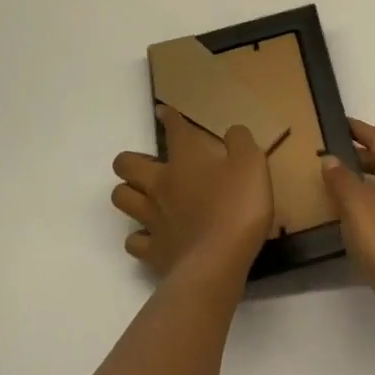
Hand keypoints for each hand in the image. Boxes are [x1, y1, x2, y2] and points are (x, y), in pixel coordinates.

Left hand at [111, 105, 274, 281]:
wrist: (218, 263)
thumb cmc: (237, 206)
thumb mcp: (252, 163)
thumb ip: (241, 141)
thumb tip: (232, 131)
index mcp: (185, 158)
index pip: (173, 128)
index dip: (168, 116)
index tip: (164, 111)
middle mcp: (161, 183)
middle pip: (126, 164)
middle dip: (130, 160)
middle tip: (146, 164)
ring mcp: (152, 218)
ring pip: (121, 198)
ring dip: (128, 193)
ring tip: (142, 196)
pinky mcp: (153, 251)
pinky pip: (134, 241)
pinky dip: (138, 238)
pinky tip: (150, 237)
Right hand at [322, 119, 374, 335]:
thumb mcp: (356, 206)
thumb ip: (341, 179)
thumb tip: (331, 158)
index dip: (359, 129)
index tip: (339, 123)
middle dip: (358, 155)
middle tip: (330, 156)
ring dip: (363, 181)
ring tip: (335, 187)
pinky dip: (370, 202)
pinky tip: (353, 219)